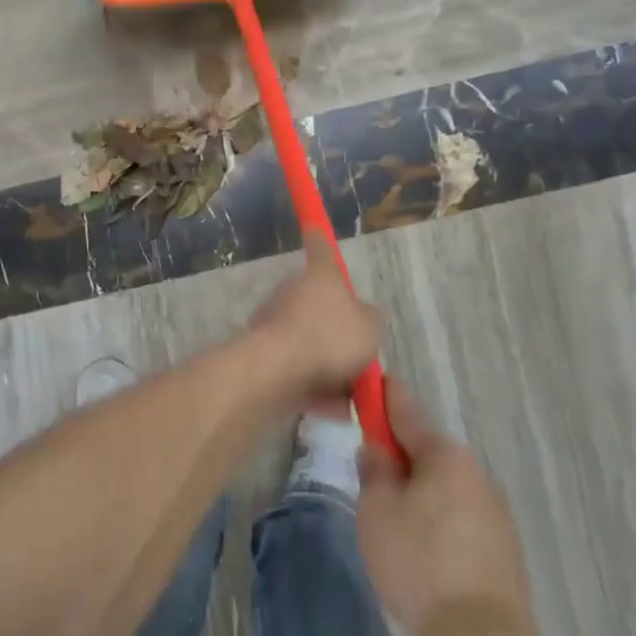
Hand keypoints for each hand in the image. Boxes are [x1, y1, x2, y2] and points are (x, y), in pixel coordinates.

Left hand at [249, 231, 380, 404]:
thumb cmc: (329, 337)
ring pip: (310, 340)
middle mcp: (294, 292)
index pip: (322, 248)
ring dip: (328, 365)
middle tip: (358, 358)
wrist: (277, 370)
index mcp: (321, 276)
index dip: (320, 236)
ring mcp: (276, 321)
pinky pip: (299, 367)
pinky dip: (315, 386)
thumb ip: (369, 320)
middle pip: (319, 304)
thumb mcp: (370, 327)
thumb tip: (361, 317)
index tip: (313, 226)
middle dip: (337, 330)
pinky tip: (333, 409)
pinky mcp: (265, 352)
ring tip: (349, 395)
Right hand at [357, 378, 533, 635]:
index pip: (407, 412)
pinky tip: (424, 552)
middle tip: (371, 477)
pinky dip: (439, 521)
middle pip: (427, 452)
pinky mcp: (503, 546)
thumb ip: (374, 471)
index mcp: (444, 455)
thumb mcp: (377, 512)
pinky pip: (460, 516)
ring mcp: (494, 509)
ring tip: (395, 526)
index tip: (373, 380)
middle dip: (400, 457)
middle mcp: (475, 472)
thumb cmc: (419, 564)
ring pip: (444, 486)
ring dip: (420, 492)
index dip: (385, 396)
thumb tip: (378, 450)